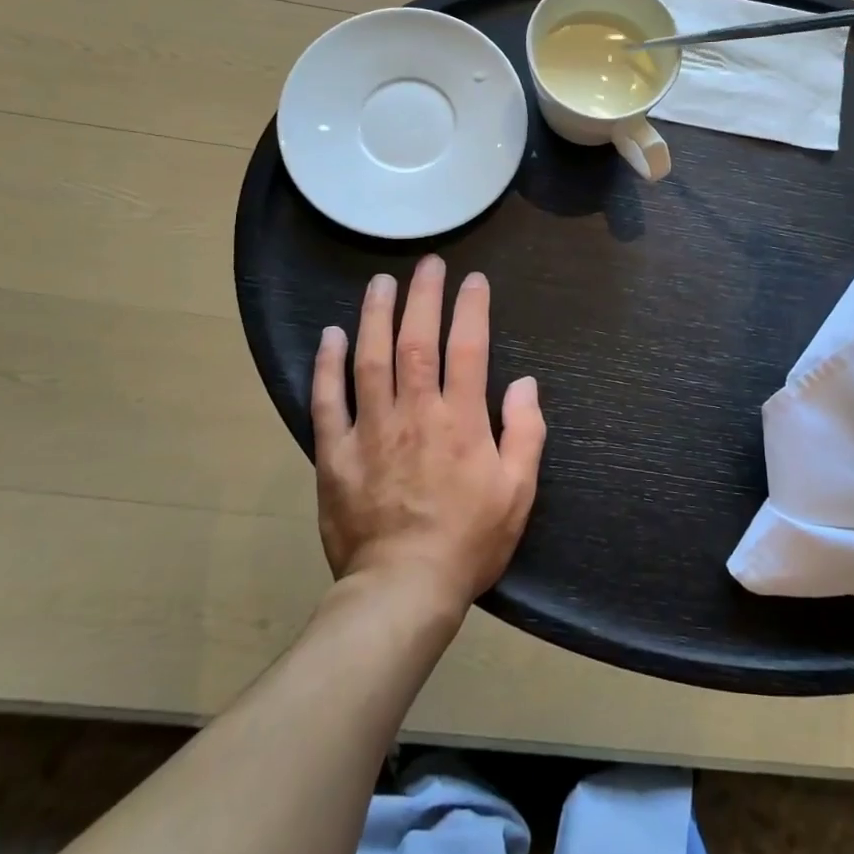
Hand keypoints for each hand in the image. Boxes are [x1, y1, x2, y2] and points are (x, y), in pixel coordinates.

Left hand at [312, 257, 545, 606]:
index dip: (472, 309)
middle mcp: (415, 413)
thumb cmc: (469, 540)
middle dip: (423, 297)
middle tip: (428, 264)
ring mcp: (371, 430)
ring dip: (376, 316)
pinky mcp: (336, 454)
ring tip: (380, 283)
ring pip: (371, 360)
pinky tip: (331, 335)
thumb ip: (525, 433)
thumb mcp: (518, 492)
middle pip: (417, 341)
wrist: (403, 589)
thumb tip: (526, 384)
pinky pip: (327, 401)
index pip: (469, 348)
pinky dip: (328, 365)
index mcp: (461, 421)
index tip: (473, 280)